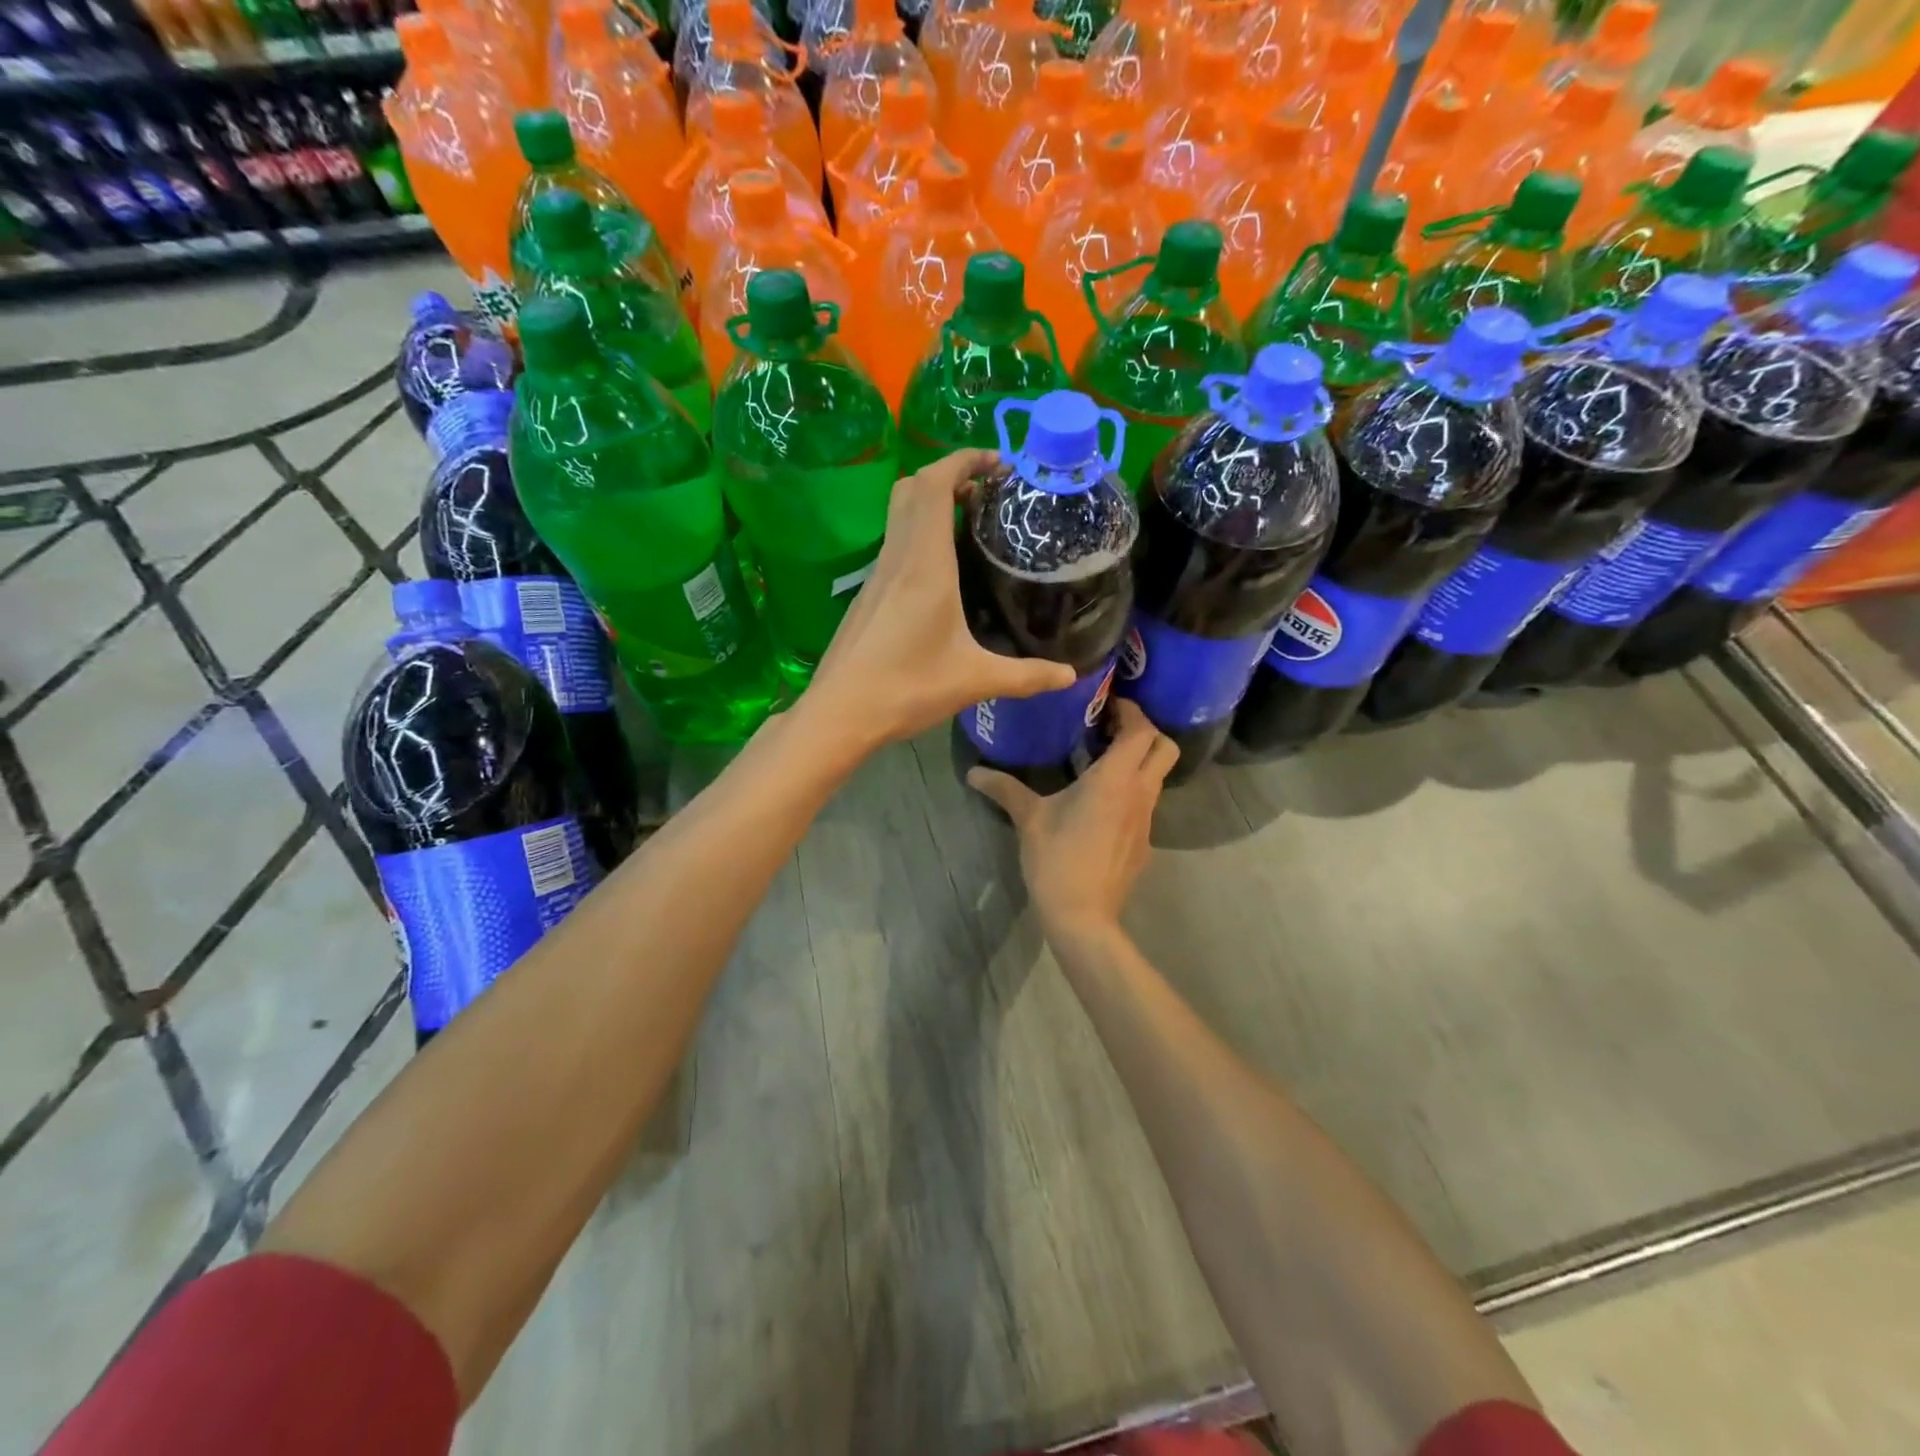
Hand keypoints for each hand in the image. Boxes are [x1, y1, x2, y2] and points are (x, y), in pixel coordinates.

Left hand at [801, 449, 1076, 750]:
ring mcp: (877, 574)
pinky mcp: (868, 594)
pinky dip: (920, 532)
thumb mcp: (974, 681)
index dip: (964, 460)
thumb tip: (1070, 677)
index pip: (935, 484)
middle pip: (913, 488)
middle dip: (950, 474)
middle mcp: (898, 557)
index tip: (999, 463)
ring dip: (932, 502)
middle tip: (989, 491)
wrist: (840, 712)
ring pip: (899, 514)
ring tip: (972, 522)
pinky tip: (943, 569)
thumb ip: (1026, 676)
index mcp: (924, 563)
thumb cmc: (907, 687)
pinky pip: (895, 543)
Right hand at [967, 699, 1176, 938]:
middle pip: (1165, 747)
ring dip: (1139, 761)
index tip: (1107, 704)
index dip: (1131, 710)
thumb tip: (973, 772)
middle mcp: (1140, 792)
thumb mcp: (1028, 818)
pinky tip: (1101, 802)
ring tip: (1102, 761)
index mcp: (1116, 778)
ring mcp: (1146, 819)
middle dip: (1146, 731)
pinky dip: (1133, 790)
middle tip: (1111, 729)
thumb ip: (1004, 788)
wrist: (1083, 915)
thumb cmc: (1056, 858)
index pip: (1142, 729)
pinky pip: (1146, 802)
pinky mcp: (1144, 842)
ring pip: (1158, 776)